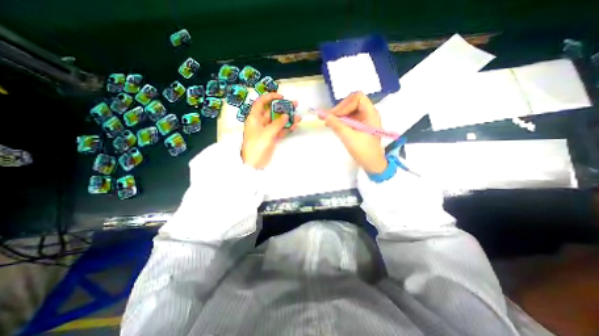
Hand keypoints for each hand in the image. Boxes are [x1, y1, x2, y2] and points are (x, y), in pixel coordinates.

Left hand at [240, 92, 301, 168]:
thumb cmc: (257, 146)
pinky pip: (280, 130)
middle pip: (272, 111)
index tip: (281, 97)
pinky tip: (294, 127)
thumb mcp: (267, 133)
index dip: (270, 97)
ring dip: (287, 119)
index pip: (261, 103)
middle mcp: (260, 122)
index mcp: (254, 118)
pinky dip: (286, 128)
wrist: (254, 163)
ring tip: (298, 117)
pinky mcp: (271, 138)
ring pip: (278, 121)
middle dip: (283, 108)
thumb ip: (277, 124)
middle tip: (295, 105)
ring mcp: (266, 130)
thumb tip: (286, 115)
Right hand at [323, 93, 388, 174]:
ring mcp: (364, 119)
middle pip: (352, 102)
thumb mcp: (348, 137)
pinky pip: (349, 118)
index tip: (335, 115)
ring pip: (349, 110)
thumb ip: (335, 124)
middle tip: (328, 119)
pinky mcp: (360, 126)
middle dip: (339, 109)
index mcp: (370, 113)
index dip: (344, 104)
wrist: (372, 164)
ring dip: (338, 115)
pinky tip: (333, 125)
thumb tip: (321, 114)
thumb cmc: (363, 151)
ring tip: (328, 122)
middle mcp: (368, 113)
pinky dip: (340, 120)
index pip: (357, 97)